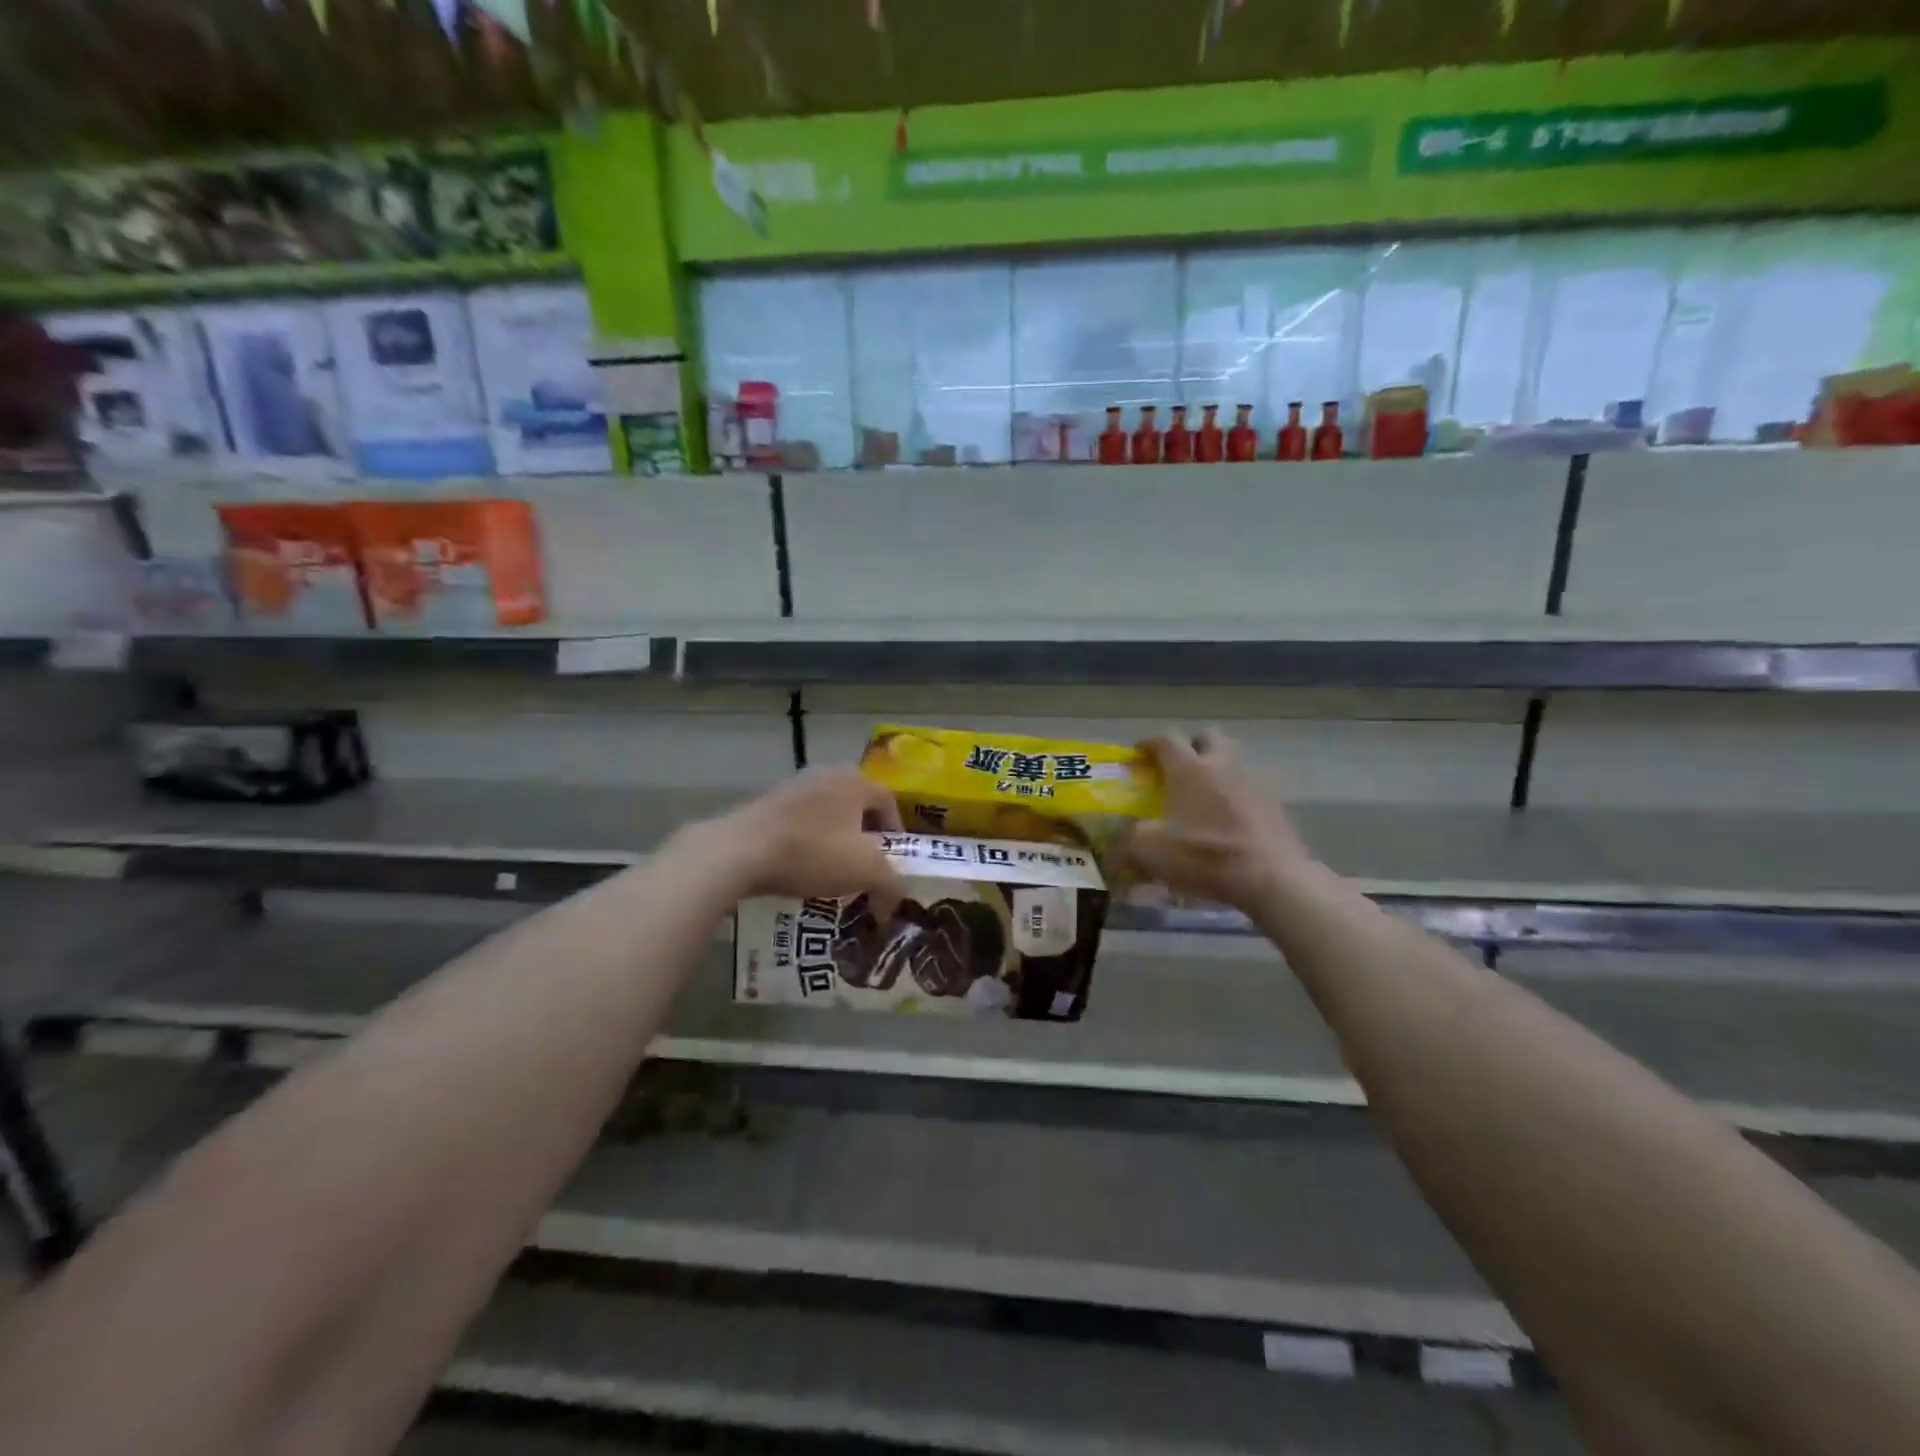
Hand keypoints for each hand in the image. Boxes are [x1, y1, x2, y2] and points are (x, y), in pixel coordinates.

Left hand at [687, 768, 907, 910]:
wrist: (739, 851)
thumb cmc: (812, 852)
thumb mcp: (865, 871)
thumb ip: (891, 883)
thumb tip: (896, 898)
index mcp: (856, 781)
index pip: (889, 801)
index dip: (896, 832)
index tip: (892, 862)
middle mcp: (827, 773)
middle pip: (857, 806)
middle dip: (865, 837)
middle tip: (865, 866)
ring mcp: (793, 786)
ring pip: (827, 814)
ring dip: (835, 840)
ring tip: (832, 871)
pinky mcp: (766, 802)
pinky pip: (799, 821)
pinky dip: (807, 841)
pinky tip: (799, 867)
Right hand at [1122, 729, 1314, 913]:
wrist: (1271, 877)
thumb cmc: (1204, 855)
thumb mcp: (1150, 851)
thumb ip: (1127, 839)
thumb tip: (1115, 839)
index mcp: (1188, 769)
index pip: (1165, 740)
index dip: (1148, 743)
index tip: (1138, 753)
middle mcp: (1221, 765)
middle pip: (1207, 737)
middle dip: (1191, 746)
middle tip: (1178, 766)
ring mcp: (1253, 782)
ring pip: (1233, 760)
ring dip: (1217, 768)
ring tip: (1204, 794)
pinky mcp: (1276, 804)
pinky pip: (1251, 788)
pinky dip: (1237, 796)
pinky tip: (1229, 819)